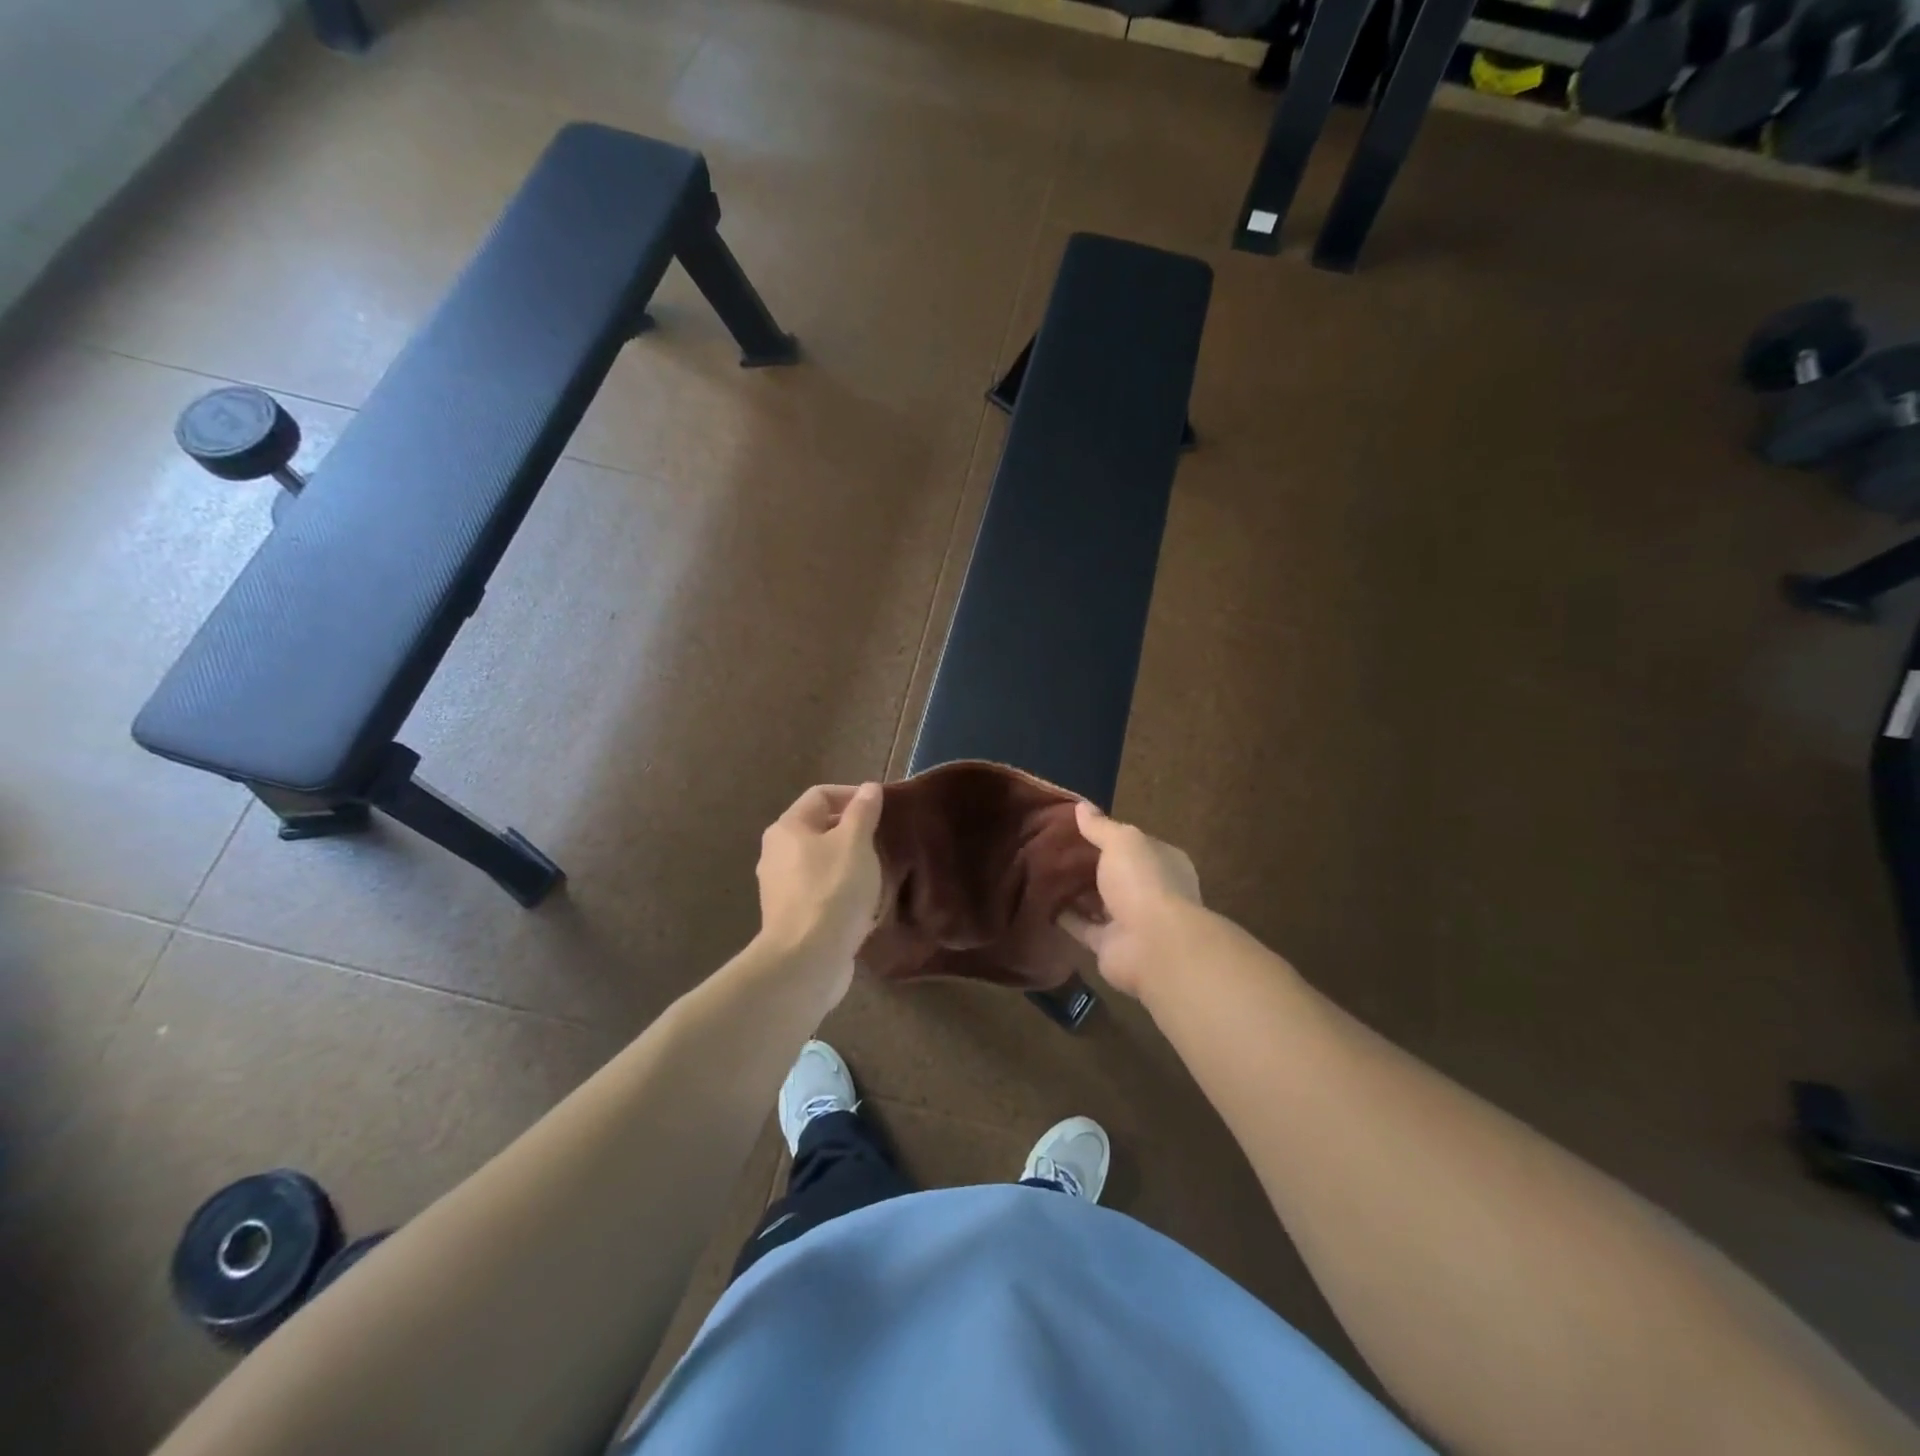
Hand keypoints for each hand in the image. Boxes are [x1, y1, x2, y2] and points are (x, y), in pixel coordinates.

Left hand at [756, 783, 884, 986]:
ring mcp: (780, 887)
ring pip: (820, 862)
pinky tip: (863, 903)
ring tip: (878, 873)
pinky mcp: (790, 917)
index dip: (853, 796)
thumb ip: (864, 812)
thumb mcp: (856, 843)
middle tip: (883, 842)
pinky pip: (819, 891)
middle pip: (818, 828)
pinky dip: (841, 890)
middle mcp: (776, 853)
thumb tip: (869, 788)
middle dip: (852, 831)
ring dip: (848, 862)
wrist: (807, 959)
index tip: (883, 811)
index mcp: (788, 828)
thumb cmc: (833, 890)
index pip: (821, 795)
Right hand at [1058, 802, 1200, 999]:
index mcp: (1161, 861)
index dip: (1107, 835)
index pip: (1133, 844)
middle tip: (1051, 848)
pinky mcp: (1110, 944)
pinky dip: (1066, 916)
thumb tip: (1081, 806)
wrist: (1152, 945)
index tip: (1075, 827)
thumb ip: (1100, 826)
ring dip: (1076, 891)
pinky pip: (1083, 926)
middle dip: (1088, 864)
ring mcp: (1131, 920)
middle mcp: (1150, 890)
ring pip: (1098, 900)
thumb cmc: (1144, 882)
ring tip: (1042, 872)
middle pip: (1114, 873)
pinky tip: (1042, 901)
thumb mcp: (1121, 842)